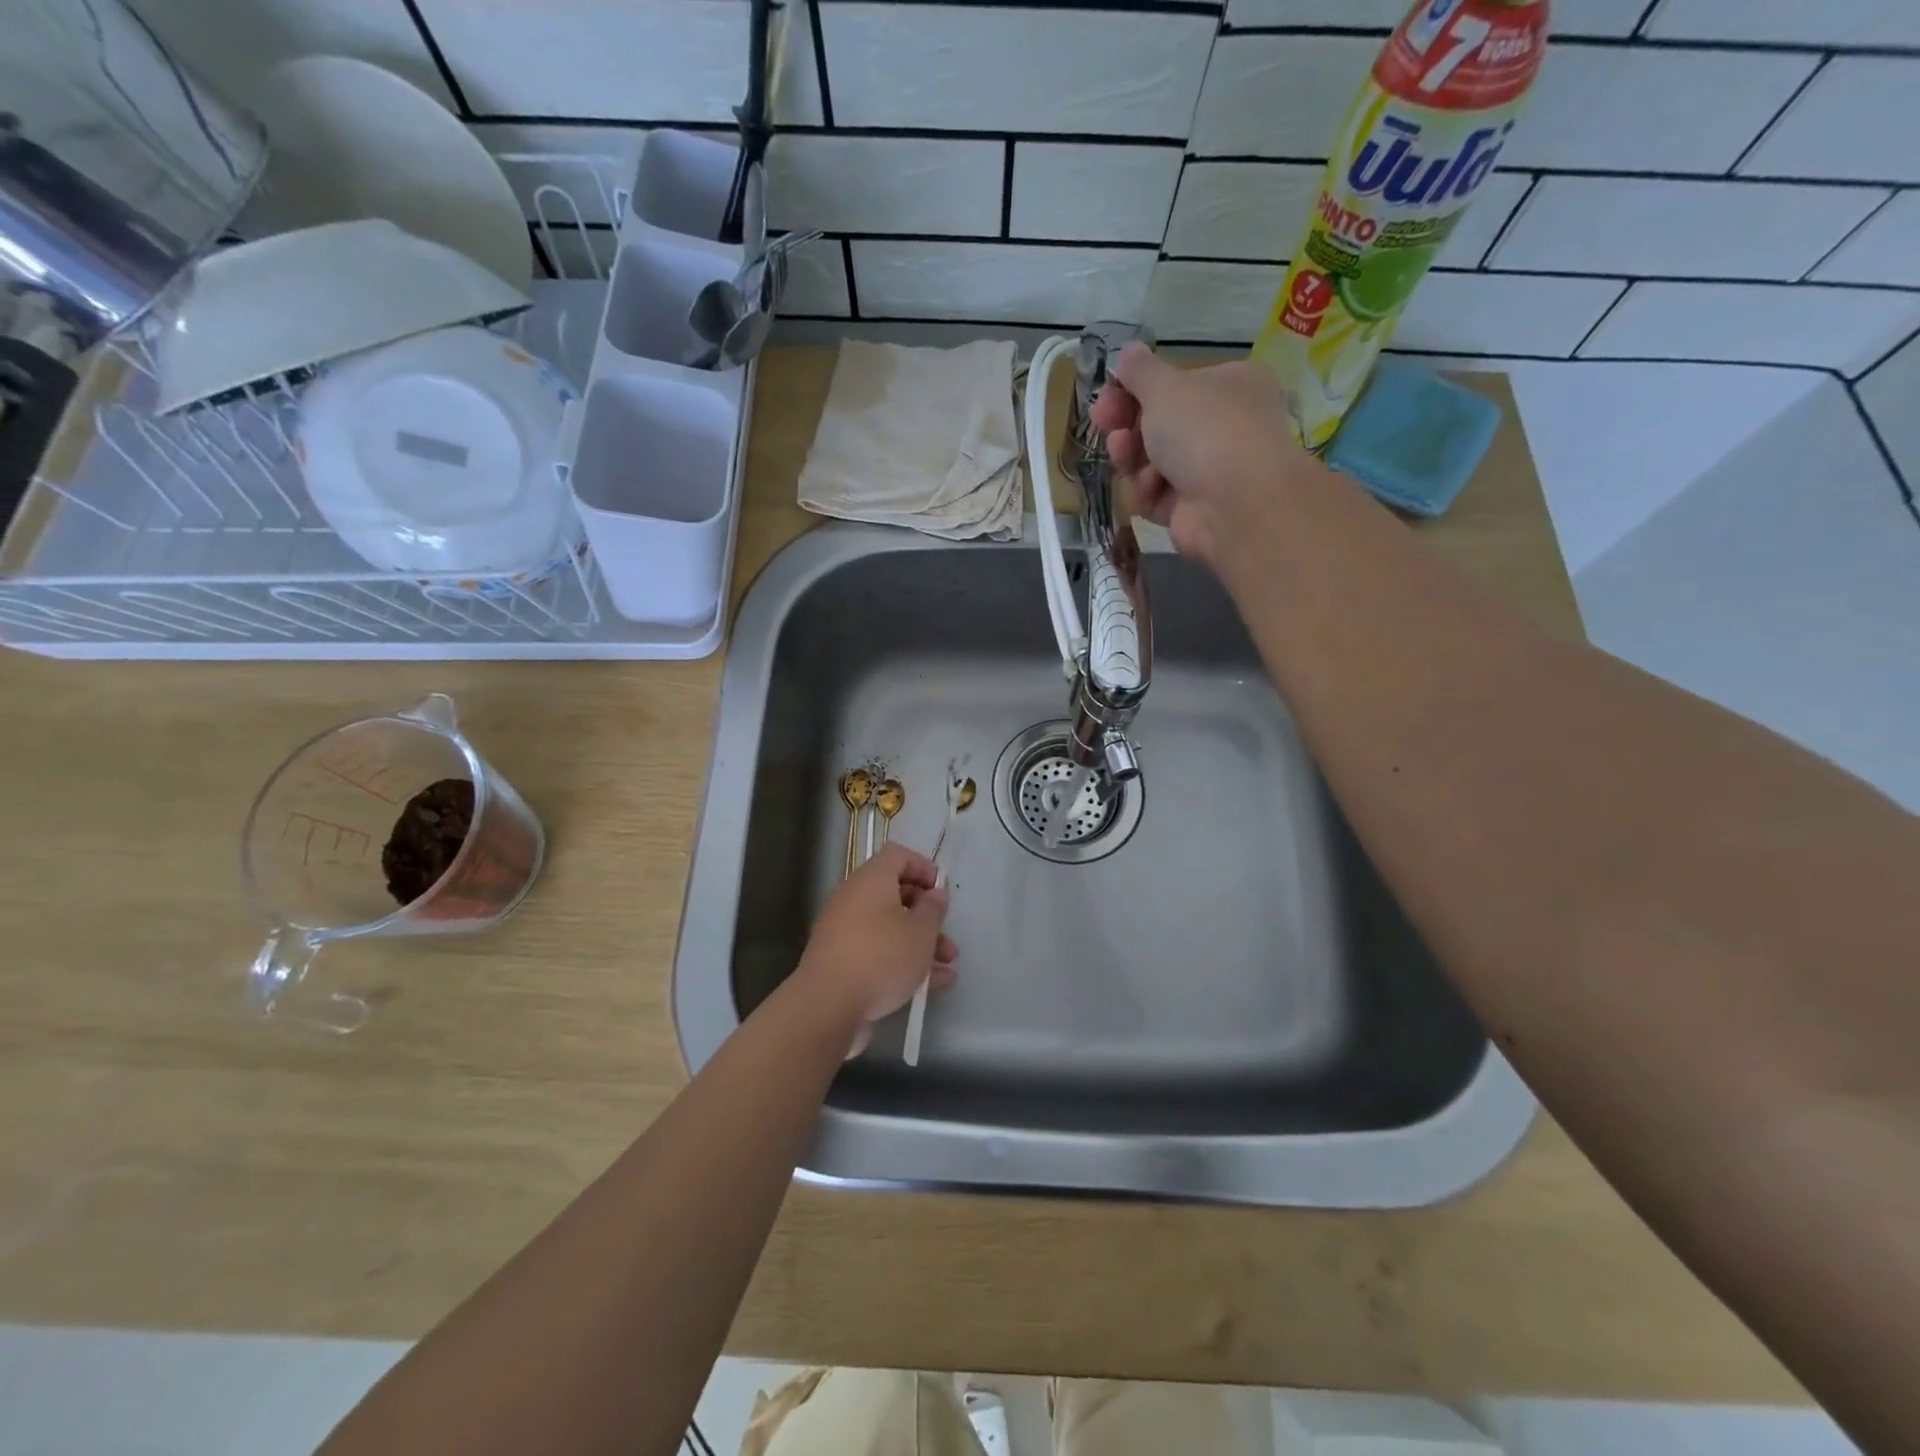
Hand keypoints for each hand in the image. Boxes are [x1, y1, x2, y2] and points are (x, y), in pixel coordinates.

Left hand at [795, 842, 957, 1056]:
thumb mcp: (920, 931)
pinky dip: (903, 964)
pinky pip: (878, 954)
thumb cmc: (881, 957)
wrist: (827, 1006)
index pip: (897, 855)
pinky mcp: (842, 963)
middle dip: (926, 915)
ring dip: (920, 944)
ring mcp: (844, 932)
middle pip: (895, 895)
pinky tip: (931, 987)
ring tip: (948, 965)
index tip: (940, 890)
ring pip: (889, 929)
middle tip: (947, 933)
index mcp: (871, 880)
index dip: (922, 866)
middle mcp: (854, 899)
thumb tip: (935, 894)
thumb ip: (933, 909)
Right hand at [1089, 344, 1333, 570]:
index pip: (1176, 384)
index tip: (1108, 392)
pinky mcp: (1191, 509)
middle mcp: (1224, 427)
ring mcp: (1208, 471)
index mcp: (1229, 386)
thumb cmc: (1204, 429)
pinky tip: (1149, 488)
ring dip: (1132, 457)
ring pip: (1152, 462)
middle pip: (1160, 424)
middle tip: (1104, 420)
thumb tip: (1127, 351)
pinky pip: (1156, 496)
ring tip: (1124, 455)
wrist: (1234, 503)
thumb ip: (1140, 371)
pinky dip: (1147, 491)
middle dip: (1127, 423)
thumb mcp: (1166, 387)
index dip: (1136, 388)